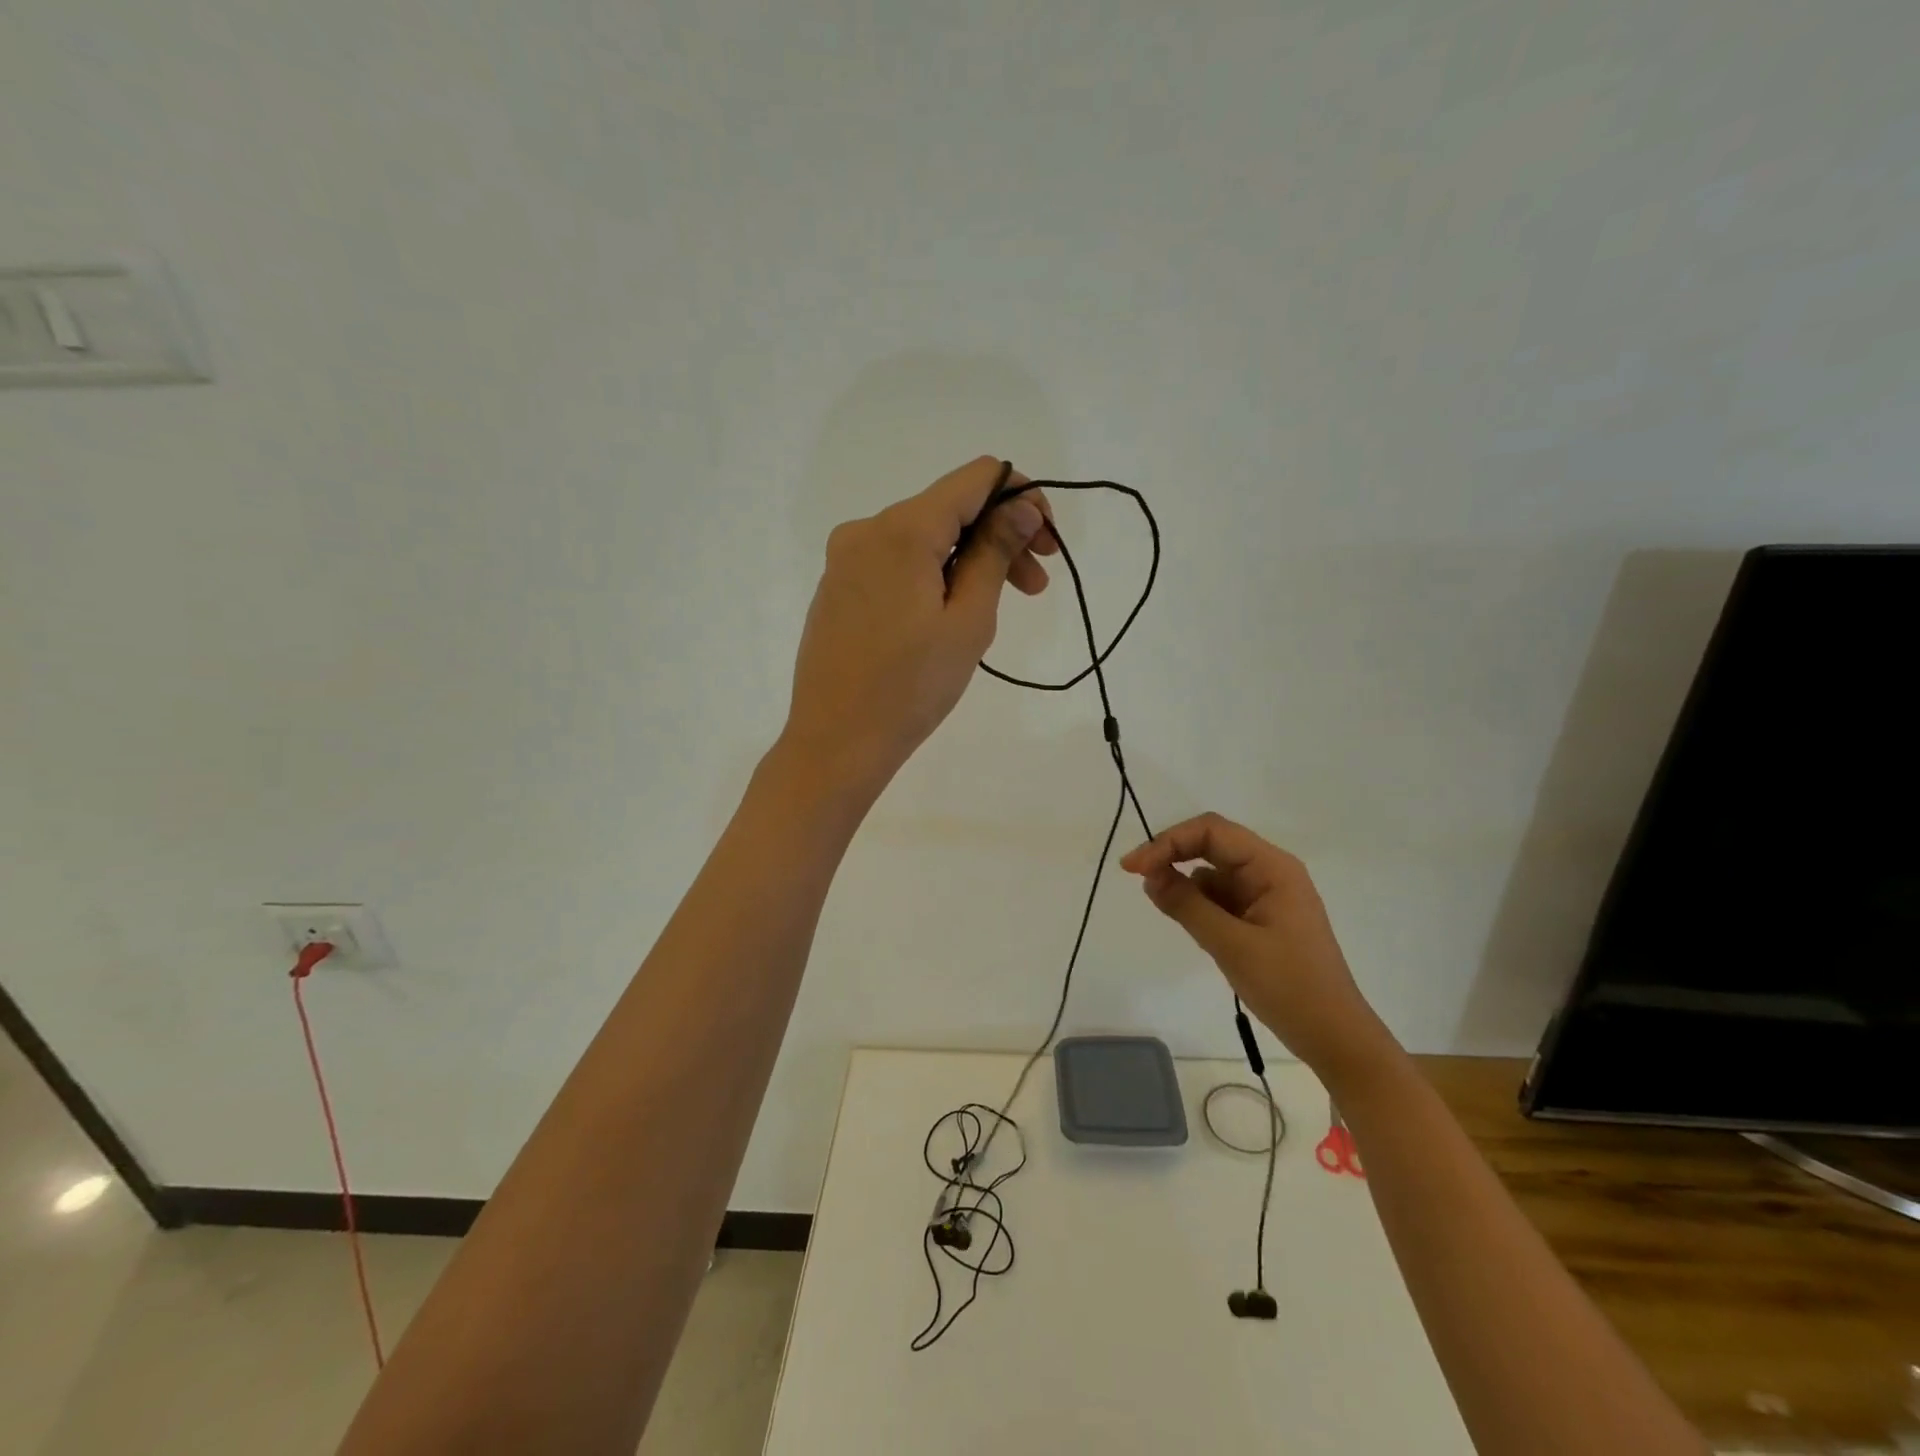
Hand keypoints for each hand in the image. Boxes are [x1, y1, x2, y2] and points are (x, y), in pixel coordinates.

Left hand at [781, 457, 1054, 797]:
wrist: (836, 742)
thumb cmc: (910, 688)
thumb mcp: (968, 620)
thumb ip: (995, 552)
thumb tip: (1020, 506)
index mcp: (901, 529)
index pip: (974, 478)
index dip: (1021, 497)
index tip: (1045, 544)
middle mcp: (866, 530)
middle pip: (949, 510)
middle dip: (999, 538)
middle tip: (1036, 588)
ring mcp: (845, 559)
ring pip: (923, 539)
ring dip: (969, 562)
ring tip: (996, 610)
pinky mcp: (837, 588)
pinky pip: (896, 564)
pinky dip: (933, 577)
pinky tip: (948, 619)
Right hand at [1120, 813, 1398, 1084]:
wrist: (1334, 1037)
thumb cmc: (1289, 986)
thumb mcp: (1231, 945)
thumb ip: (1187, 905)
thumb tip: (1149, 875)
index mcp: (1272, 867)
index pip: (1211, 831)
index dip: (1168, 841)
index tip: (1133, 868)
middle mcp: (1270, 872)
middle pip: (1212, 845)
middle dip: (1173, 856)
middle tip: (1136, 877)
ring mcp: (1266, 895)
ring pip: (1213, 871)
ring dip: (1184, 880)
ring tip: (1161, 904)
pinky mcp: (1260, 918)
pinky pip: (1221, 897)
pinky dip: (1198, 903)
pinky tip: (1185, 920)